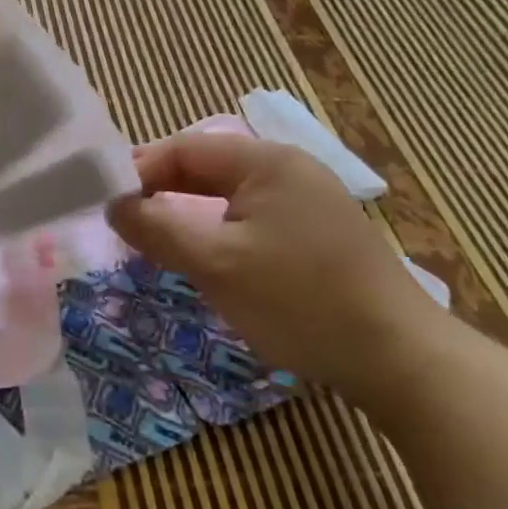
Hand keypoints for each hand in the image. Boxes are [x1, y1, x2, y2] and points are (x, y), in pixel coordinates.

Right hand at [107, 130, 446, 403]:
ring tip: (157, 242)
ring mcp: (309, 201)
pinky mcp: (319, 234)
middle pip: (206, 168)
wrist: (400, 360)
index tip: (107, 204)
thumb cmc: (298, 300)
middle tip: (127, 224)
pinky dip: (219, 231)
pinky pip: (252, 219)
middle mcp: (289, 169)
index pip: (184, 148)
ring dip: (188, 214)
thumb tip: (113, 206)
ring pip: (228, 196)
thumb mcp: (214, 263)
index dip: (140, 171)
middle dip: (162, 192)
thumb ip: (156, 228)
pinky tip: (208, 259)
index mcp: (266, 161)